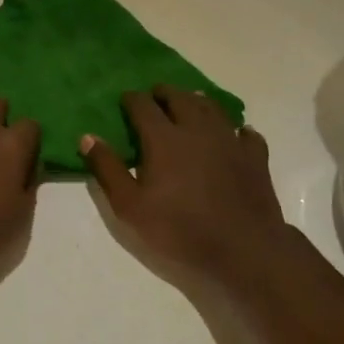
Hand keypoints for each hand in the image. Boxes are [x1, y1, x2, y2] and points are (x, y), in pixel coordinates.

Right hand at [81, 87, 293, 289]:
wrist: (242, 250)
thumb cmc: (178, 229)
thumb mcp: (129, 206)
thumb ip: (107, 169)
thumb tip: (87, 137)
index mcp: (164, 138)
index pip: (143, 106)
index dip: (132, 99)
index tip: (125, 99)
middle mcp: (197, 130)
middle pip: (180, 98)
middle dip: (165, 93)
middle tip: (156, 95)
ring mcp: (230, 141)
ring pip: (213, 109)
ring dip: (197, 102)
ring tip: (190, 102)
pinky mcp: (255, 158)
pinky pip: (246, 134)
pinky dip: (237, 129)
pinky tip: (236, 133)